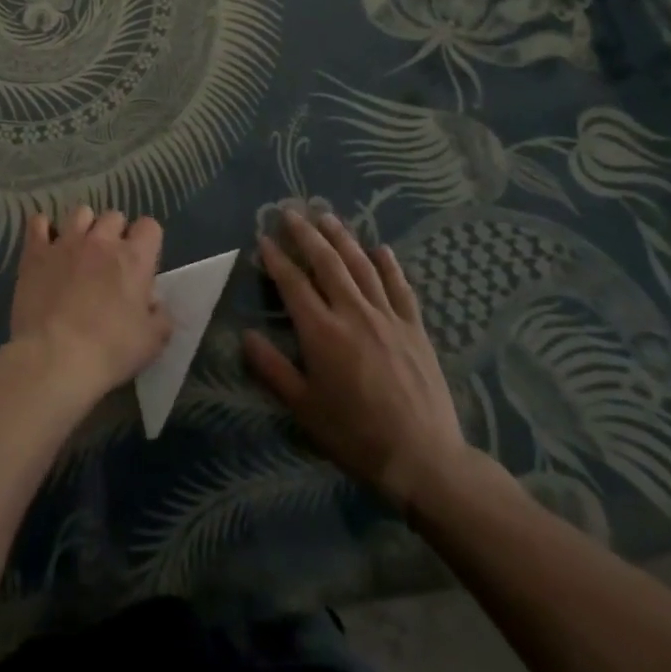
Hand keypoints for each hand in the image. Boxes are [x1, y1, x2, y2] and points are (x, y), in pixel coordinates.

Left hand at [8, 207, 171, 409]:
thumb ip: (160, 316)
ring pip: (80, 213)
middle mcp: (101, 241)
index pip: (149, 226)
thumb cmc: (110, 351)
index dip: (148, 240)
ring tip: (79, 249)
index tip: (143, 261)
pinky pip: (38, 223)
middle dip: (115, 233)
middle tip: (110, 260)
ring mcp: (66, 242)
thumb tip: (154, 304)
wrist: (55, 357)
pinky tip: (46, 243)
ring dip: (84, 227)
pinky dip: (43, 229)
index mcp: (134, 259)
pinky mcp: (36, 252)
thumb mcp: (152, 342)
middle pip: (114, 216)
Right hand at [243, 208, 475, 513]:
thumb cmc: (357, 436)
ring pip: (361, 265)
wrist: (425, 460)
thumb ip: (273, 370)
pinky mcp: (415, 328)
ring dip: (342, 237)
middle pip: (326, 262)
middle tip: (291, 212)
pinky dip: (389, 265)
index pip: (293, 283)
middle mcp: (353, 313)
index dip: (276, 258)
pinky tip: (381, 248)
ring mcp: (388, 317)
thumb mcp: (305, 410)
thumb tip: (246, 336)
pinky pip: (400, 287)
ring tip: (327, 216)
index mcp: (322, 332)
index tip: (264, 238)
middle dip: (306, 234)